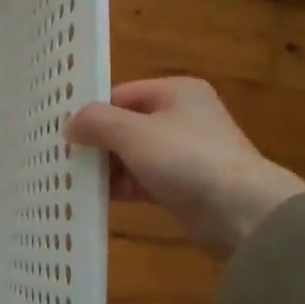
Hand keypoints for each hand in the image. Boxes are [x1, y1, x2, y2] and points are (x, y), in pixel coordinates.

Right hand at [67, 77, 304, 258]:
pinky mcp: (186, 186)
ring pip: (135, 155)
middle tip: (63, 159)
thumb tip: (70, 125)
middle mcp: (184, 117)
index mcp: (177, 91)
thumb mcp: (133, 133)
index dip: (94, 112)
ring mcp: (187, 153)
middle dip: (98, 143)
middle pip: (127, 125)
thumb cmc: (186, 159)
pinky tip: (97, 199)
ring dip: (108, 168)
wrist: (242, 212)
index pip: (122, 94)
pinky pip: (145, 180)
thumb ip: (96, 122)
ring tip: (73, 181)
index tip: (65, 134)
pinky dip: (124, 187)